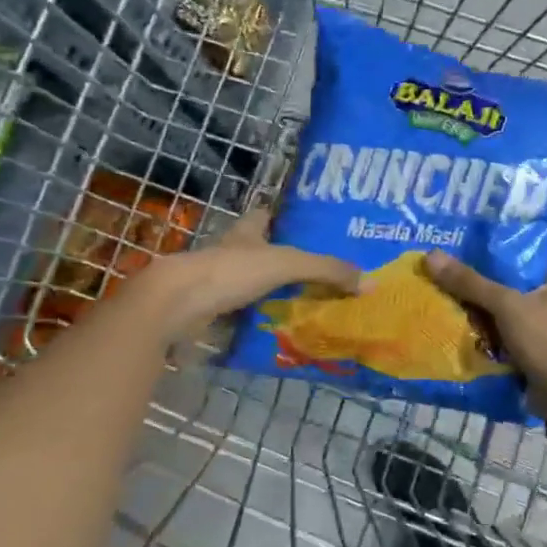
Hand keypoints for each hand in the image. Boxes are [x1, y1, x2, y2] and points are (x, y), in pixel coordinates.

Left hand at [136, 206, 359, 342]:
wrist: (176, 304)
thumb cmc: (230, 272)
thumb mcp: (287, 265)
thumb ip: (327, 271)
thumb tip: (370, 282)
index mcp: (246, 233)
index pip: (263, 216)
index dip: (279, 216)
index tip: (301, 223)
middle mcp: (230, 252)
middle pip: (256, 250)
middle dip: (278, 258)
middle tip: (313, 271)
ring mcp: (215, 282)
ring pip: (247, 283)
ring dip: (267, 292)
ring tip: (302, 304)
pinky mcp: (207, 310)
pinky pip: (238, 314)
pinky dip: (254, 320)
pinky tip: (274, 330)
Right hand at [424, 252, 546, 416]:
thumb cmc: (545, 341)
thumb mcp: (506, 305)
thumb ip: (470, 282)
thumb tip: (431, 256)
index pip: (516, 261)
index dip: (485, 260)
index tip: (453, 259)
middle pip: (506, 288)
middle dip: (476, 291)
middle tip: (441, 283)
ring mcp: (545, 328)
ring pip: (502, 315)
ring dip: (477, 316)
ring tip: (441, 304)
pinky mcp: (534, 351)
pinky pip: (503, 337)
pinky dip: (485, 337)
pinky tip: (457, 331)